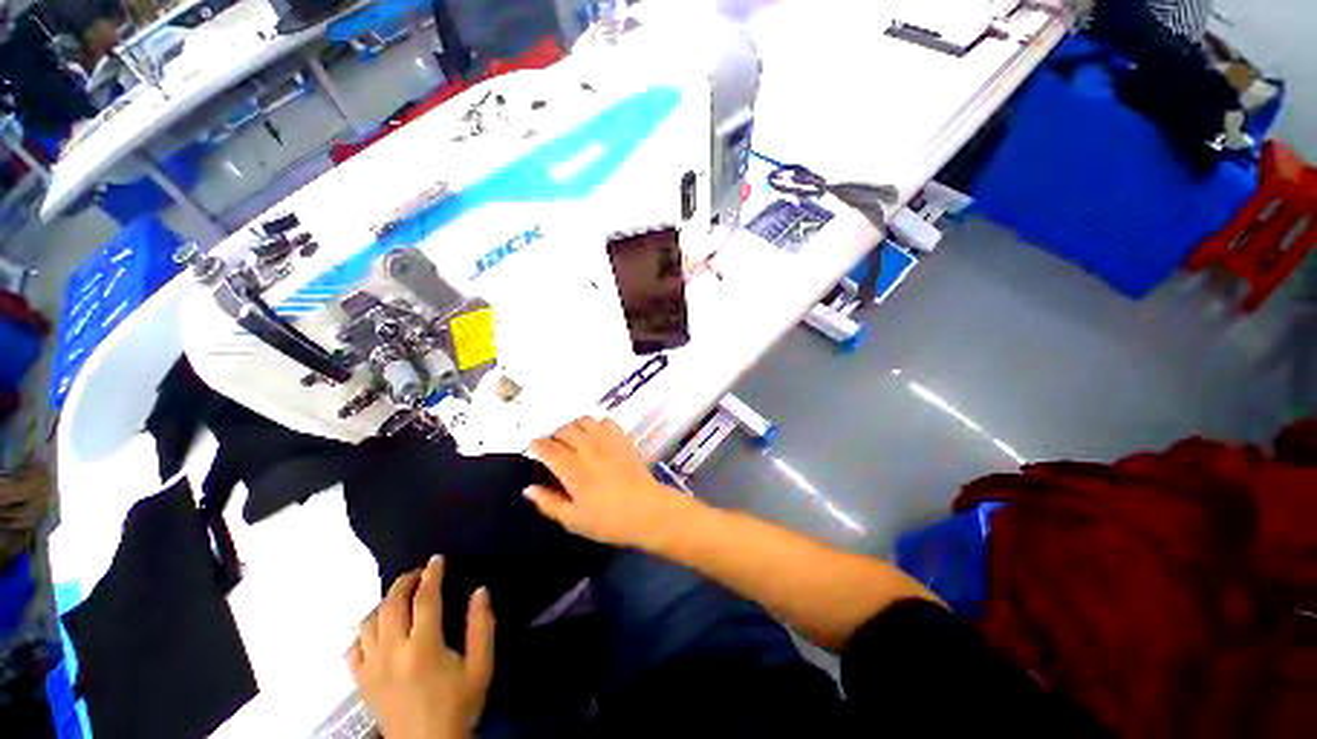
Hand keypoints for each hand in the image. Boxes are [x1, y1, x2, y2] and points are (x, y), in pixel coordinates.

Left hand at [348, 557, 493, 738]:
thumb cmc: (458, 704)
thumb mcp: (481, 666)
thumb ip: (482, 626)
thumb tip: (480, 591)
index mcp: (424, 646)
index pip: (425, 599)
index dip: (432, 575)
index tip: (437, 559)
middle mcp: (393, 652)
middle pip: (391, 605)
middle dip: (404, 582)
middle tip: (418, 572)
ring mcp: (372, 668)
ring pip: (368, 623)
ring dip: (384, 604)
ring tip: (400, 598)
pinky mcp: (361, 682)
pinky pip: (353, 649)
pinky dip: (363, 633)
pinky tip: (377, 630)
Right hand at [524, 416, 692, 547]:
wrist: (648, 511)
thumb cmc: (609, 520)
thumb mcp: (574, 520)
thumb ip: (549, 503)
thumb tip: (529, 489)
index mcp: (573, 468)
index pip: (548, 447)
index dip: (537, 445)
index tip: (534, 447)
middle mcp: (589, 448)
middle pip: (565, 429)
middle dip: (554, 435)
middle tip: (553, 448)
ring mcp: (608, 441)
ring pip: (584, 421)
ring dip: (574, 427)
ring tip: (573, 439)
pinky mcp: (623, 439)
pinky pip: (606, 421)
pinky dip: (596, 424)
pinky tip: (596, 436)